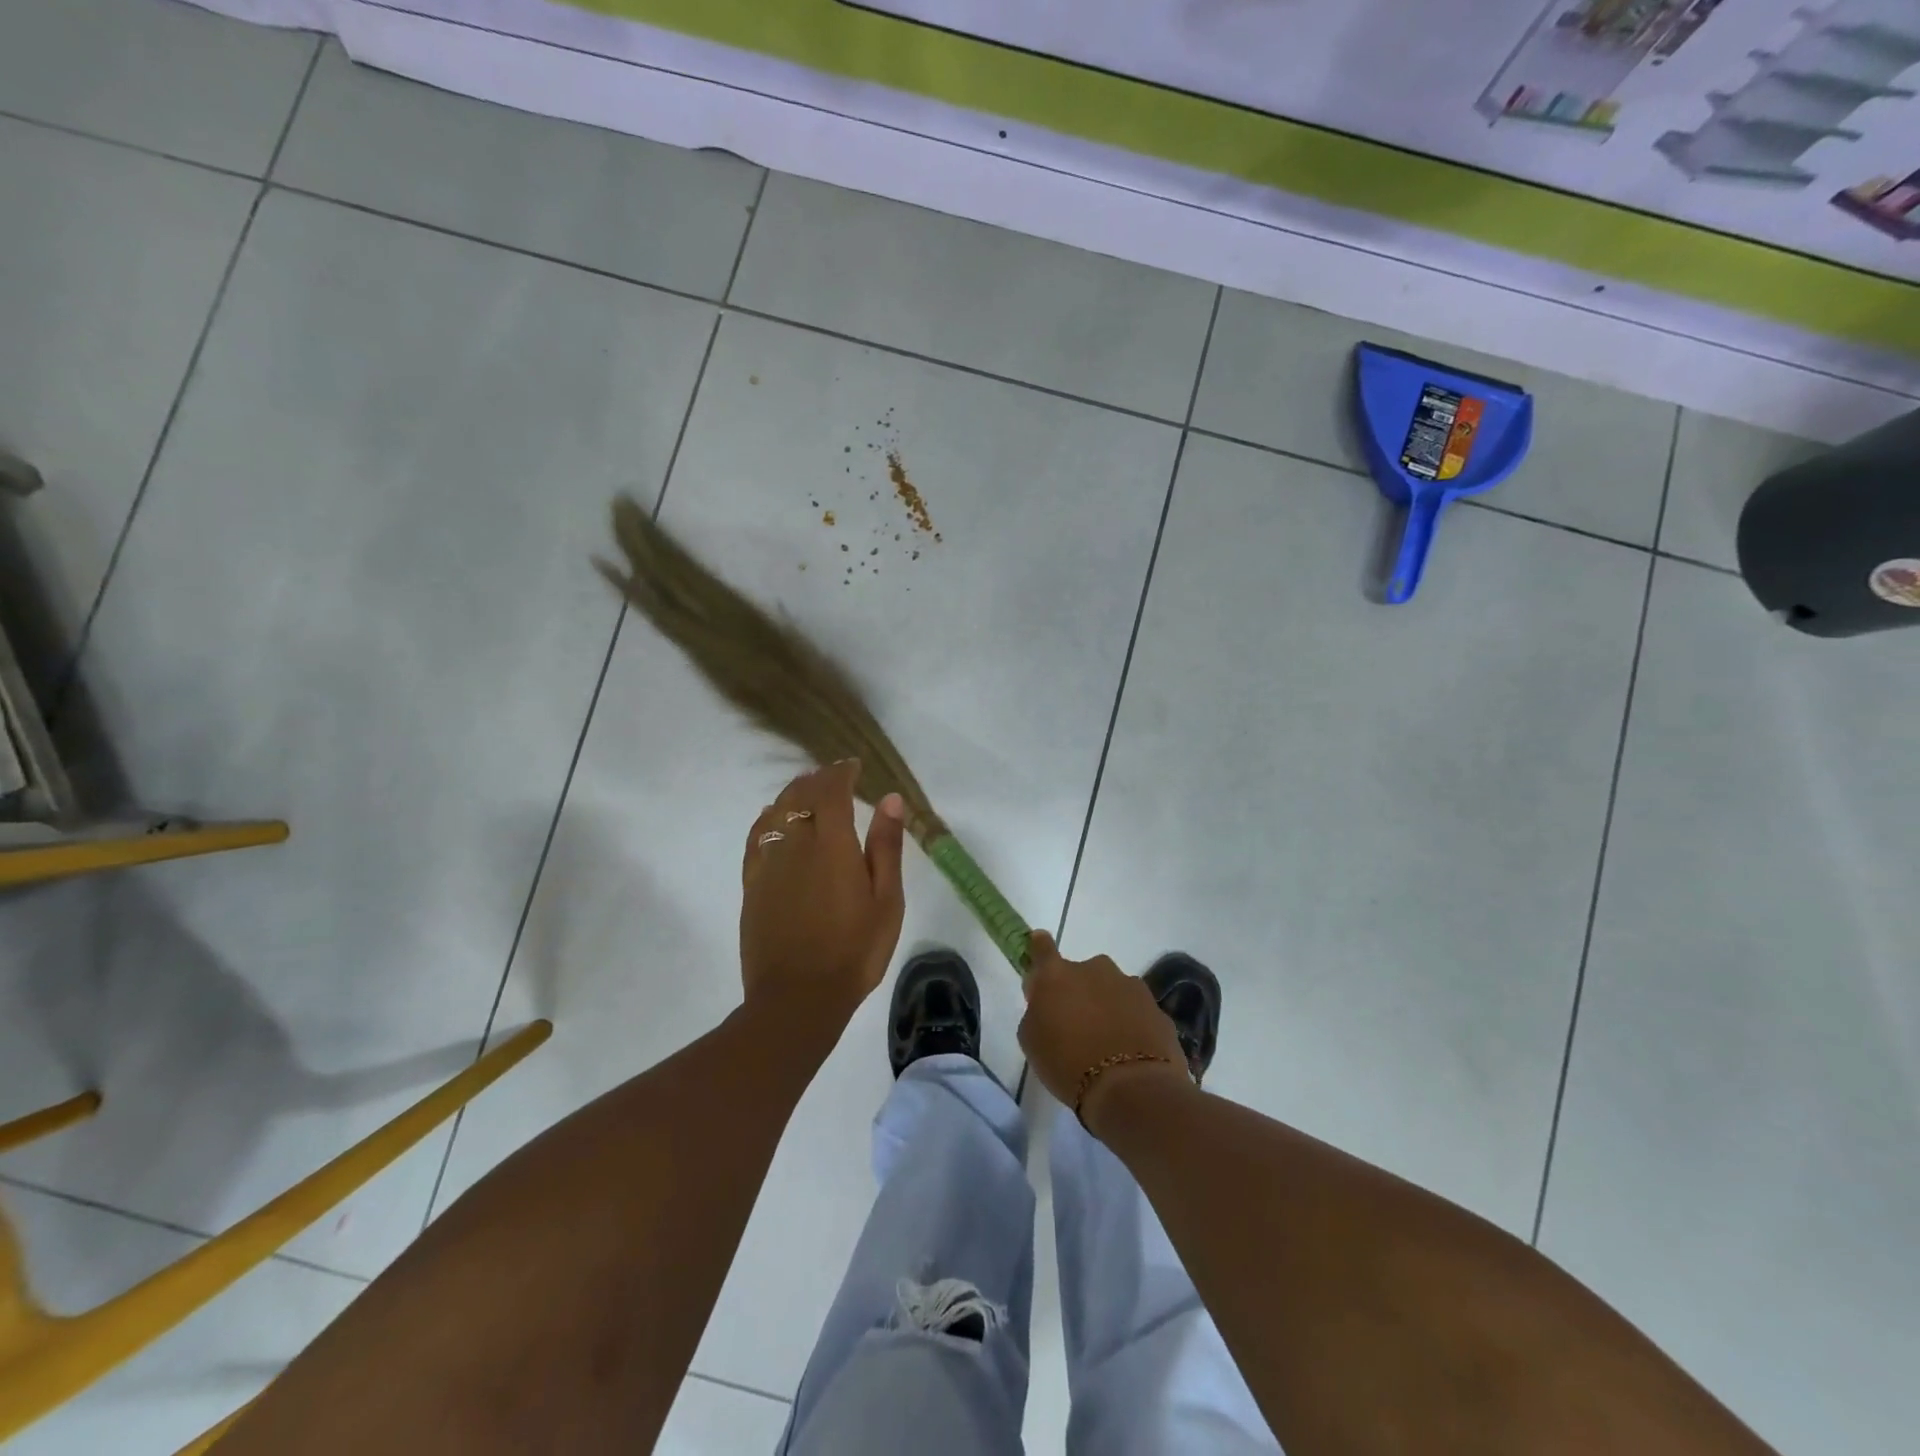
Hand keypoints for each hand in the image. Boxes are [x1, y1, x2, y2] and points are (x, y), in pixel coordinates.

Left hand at [740, 761, 905, 1029]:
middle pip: (800, 795)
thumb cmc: (854, 951)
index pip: (831, 790)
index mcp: (832, 845)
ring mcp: (769, 864)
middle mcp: (795, 845)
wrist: (798, 998)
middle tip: (834, 776)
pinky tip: (774, 820)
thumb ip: (886, 847)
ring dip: (792, 794)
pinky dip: (767, 819)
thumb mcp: (886, 901)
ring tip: (807, 791)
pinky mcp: (752, 884)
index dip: (841, 772)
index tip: (853, 766)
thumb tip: (889, 799)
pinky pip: (756, 837)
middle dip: (817, 779)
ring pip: (775, 812)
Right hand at [1018, 931, 1188, 1134]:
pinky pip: (1137, 1012)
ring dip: (1108, 1008)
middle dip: (1080, 992)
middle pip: (1083, 974)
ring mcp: (1130, 986)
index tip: (1039, 946)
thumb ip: (1037, 1011)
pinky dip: (1132, 1025)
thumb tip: (1048, 1003)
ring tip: (1107, 1046)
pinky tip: (1130, 1054)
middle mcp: (1095, 969)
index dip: (1039, 947)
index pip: (1042, 948)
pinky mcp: (1157, 1008)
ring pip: (1113, 991)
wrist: (1131, 1089)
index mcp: (1057, 974)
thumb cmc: (1067, 1064)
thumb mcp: (1032, 1040)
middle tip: (1077, 1025)